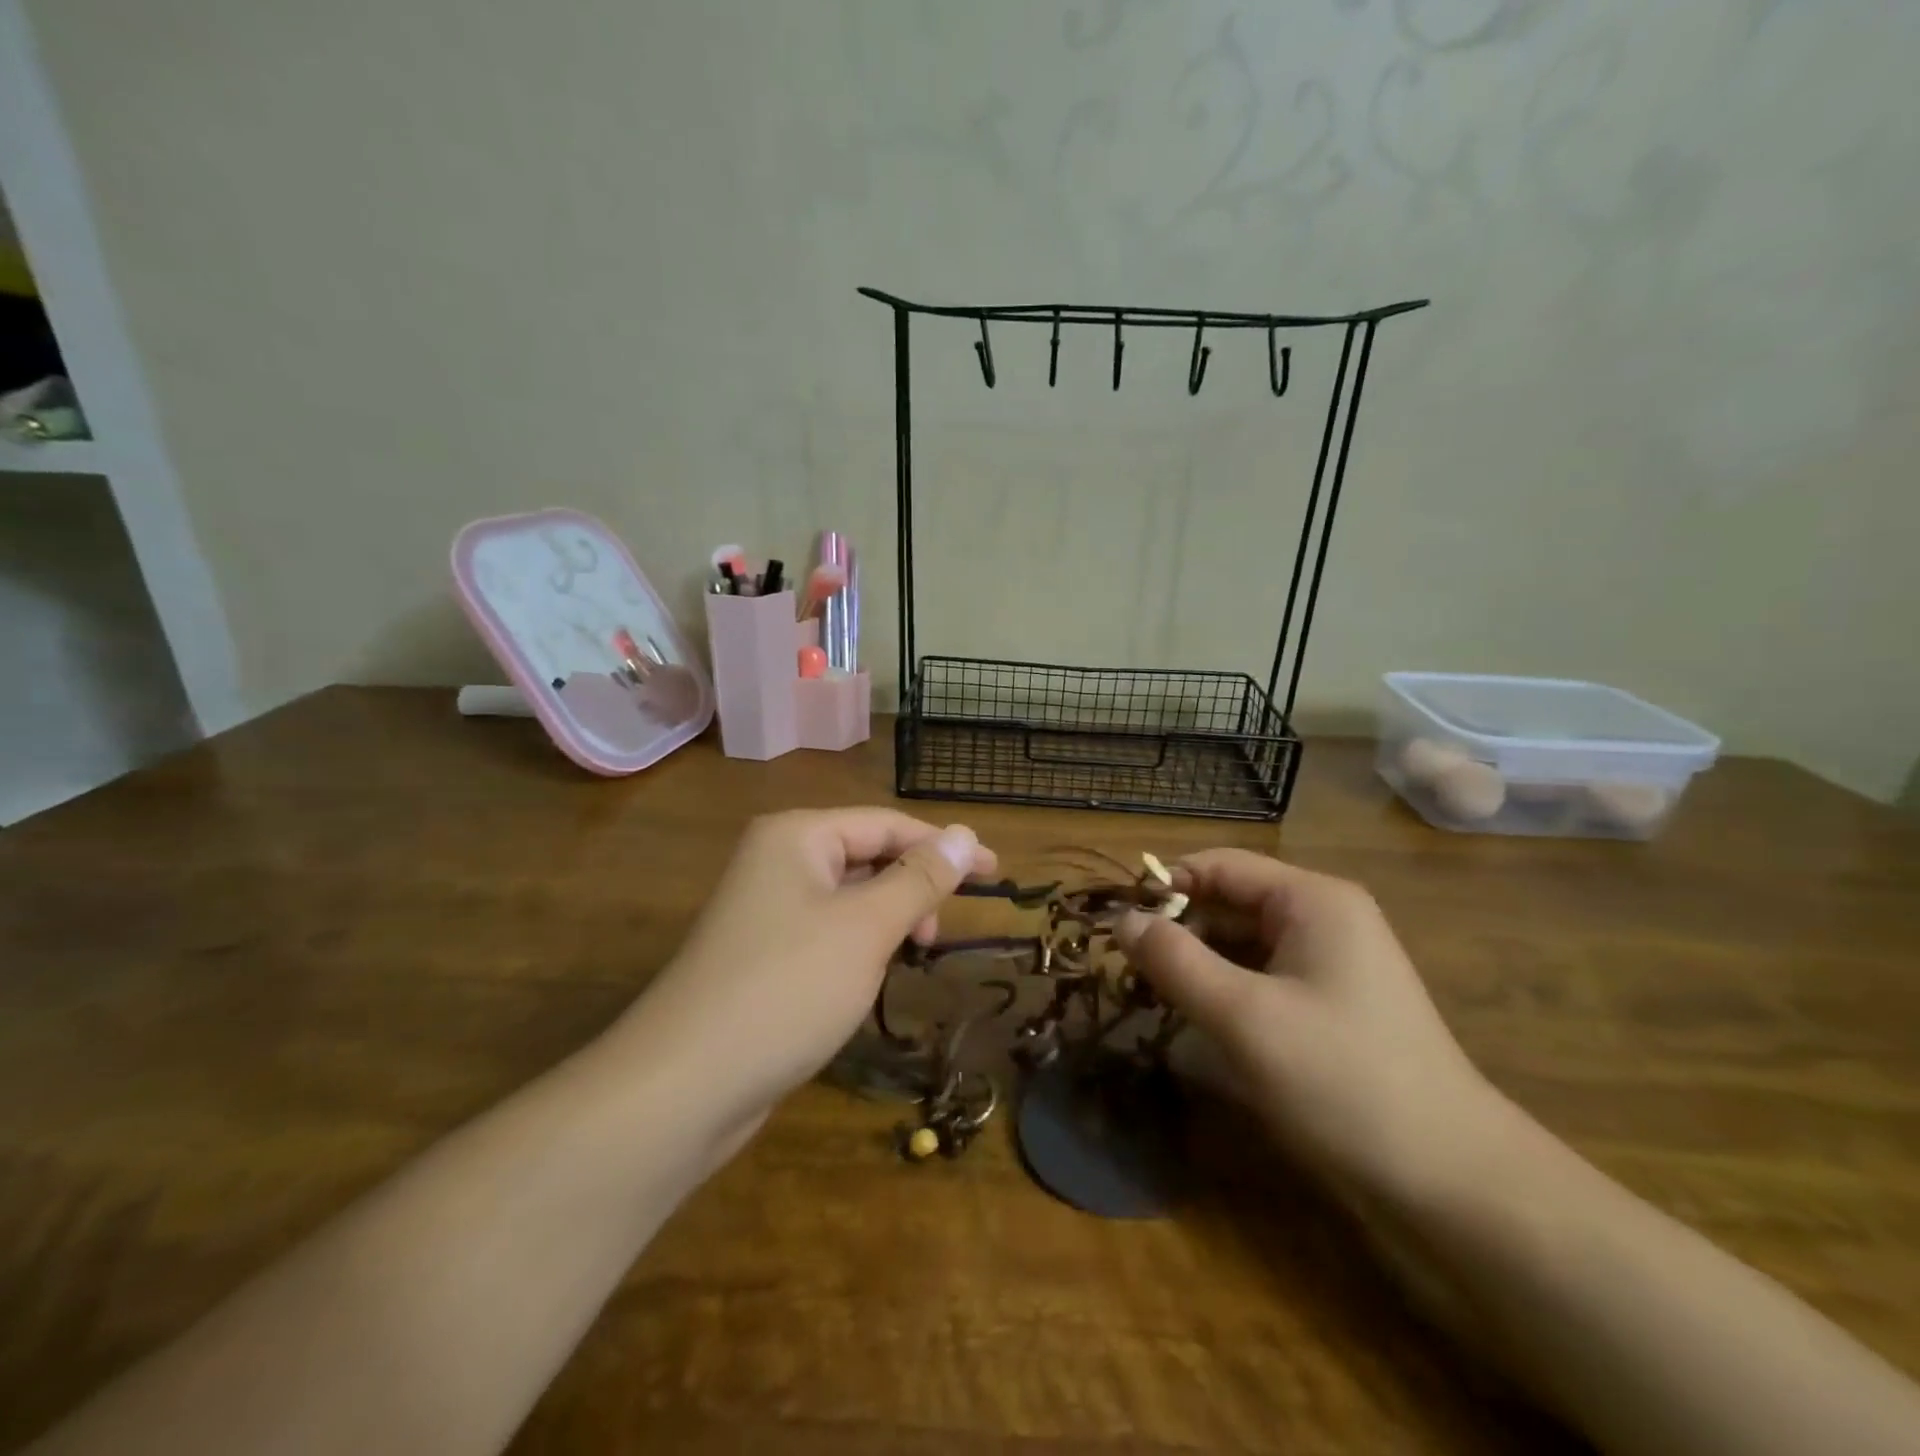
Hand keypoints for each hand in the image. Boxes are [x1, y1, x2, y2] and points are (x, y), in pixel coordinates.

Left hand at [626, 808, 996, 1136]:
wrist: (684, 1085)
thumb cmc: (788, 987)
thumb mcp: (867, 927)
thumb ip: (920, 878)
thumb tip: (966, 835)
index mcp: (798, 836)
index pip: (887, 824)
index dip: (945, 846)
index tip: (996, 872)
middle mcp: (778, 860)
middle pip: (867, 855)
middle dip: (913, 885)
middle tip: (946, 928)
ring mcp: (765, 908)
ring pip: (849, 896)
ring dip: (889, 916)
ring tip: (914, 951)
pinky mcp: (763, 953)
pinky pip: (827, 930)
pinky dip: (860, 943)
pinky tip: (872, 974)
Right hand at [1114, 849, 1514, 1203]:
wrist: (1454, 1181)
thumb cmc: (1342, 1080)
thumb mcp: (1244, 1016)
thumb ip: (1175, 961)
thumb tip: (1121, 920)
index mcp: (1311, 899)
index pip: (1219, 865)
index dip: (1164, 885)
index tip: (1115, 921)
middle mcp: (1324, 917)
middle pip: (1230, 901)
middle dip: (1178, 928)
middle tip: (1126, 967)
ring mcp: (1331, 963)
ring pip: (1243, 942)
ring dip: (1197, 962)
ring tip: (1150, 993)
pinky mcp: (1332, 1004)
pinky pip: (1263, 976)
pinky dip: (1225, 988)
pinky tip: (1196, 1017)